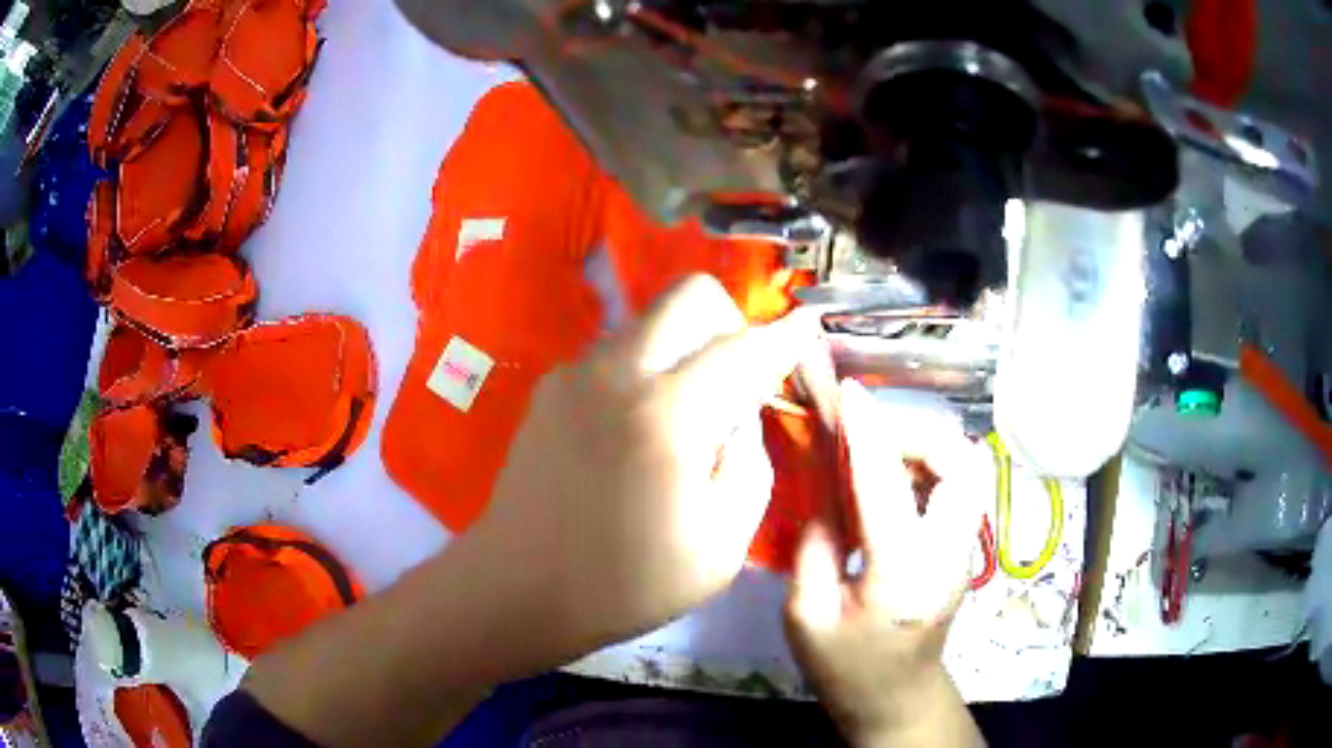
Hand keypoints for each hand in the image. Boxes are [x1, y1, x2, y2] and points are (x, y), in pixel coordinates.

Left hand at [474, 274, 820, 648]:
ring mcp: (574, 374)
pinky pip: (616, 353)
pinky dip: (645, 371)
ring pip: (650, 323)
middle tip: (737, 380)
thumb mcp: (721, 547)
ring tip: (685, 415)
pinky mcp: (549, 389)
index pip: (743, 348)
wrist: (518, 589)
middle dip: (728, 322)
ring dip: (683, 349)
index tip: (804, 326)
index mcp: (666, 415)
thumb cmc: (625, 584)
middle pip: (688, 296)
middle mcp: (616, 373)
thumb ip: (749, 466)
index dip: (783, 336)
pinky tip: (637, 430)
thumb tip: (742, 417)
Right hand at [784, 379, 985, 746]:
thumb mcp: (805, 615)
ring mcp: (965, 551)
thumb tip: (830, 490)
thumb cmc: (844, 667)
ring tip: (879, 460)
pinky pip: (958, 488)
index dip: (868, 433)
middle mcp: (948, 555)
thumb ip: (816, 544)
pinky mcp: (965, 549)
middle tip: (870, 441)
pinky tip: (893, 486)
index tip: (850, 395)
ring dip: (925, 450)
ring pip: (967, 470)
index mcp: (900, 577)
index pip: (886, 486)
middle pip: (961, 464)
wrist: (896, 697)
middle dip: (917, 434)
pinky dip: (928, 470)